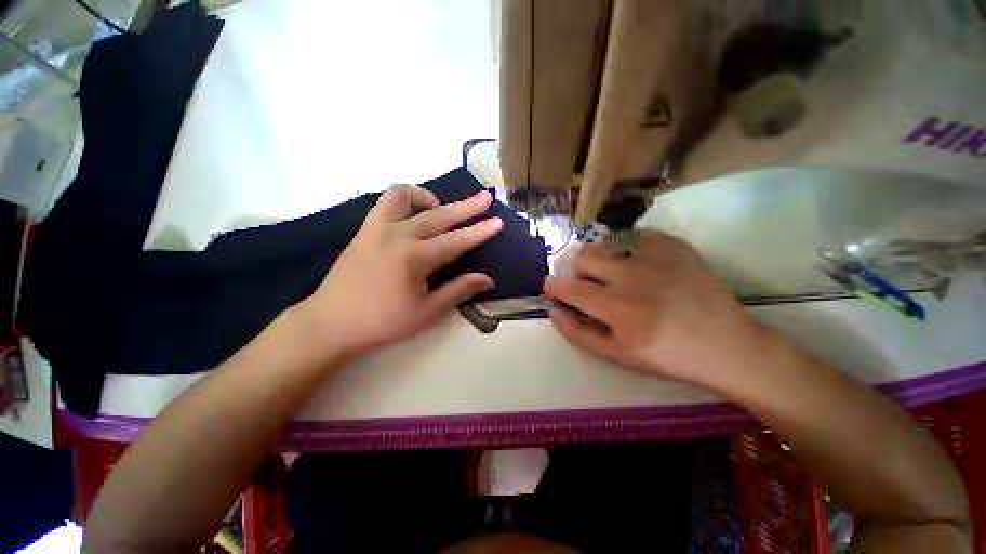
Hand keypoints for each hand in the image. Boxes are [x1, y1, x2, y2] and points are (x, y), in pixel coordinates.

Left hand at [295, 185, 502, 359]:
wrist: (332, 323)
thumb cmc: (383, 322)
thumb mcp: (427, 312)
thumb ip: (458, 290)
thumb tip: (487, 279)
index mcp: (415, 258)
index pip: (456, 241)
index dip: (479, 232)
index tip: (497, 221)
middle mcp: (398, 235)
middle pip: (439, 215)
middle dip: (466, 207)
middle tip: (484, 198)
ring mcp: (377, 228)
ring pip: (405, 197)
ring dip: (428, 197)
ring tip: (440, 205)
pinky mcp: (364, 229)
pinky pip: (385, 202)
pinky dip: (403, 199)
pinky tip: (412, 213)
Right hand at [543, 230, 769, 389]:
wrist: (726, 345)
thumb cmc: (666, 355)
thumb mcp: (616, 355)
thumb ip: (577, 333)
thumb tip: (553, 309)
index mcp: (618, 309)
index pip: (569, 288)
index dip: (553, 286)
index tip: (551, 287)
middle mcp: (633, 276)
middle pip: (584, 257)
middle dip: (579, 272)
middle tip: (592, 285)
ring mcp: (656, 256)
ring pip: (606, 242)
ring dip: (601, 258)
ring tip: (615, 273)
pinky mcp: (674, 244)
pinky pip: (633, 236)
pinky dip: (626, 248)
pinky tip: (638, 264)